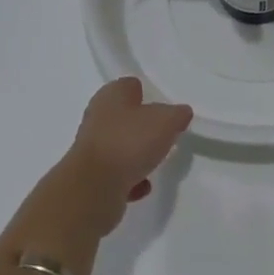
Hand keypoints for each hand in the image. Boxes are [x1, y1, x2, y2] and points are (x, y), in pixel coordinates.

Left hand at [56, 78, 192, 237]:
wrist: (94, 189)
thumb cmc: (129, 142)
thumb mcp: (165, 121)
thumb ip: (177, 114)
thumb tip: (181, 112)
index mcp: (111, 95)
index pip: (129, 85)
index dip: (146, 93)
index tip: (162, 107)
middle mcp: (97, 117)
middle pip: (124, 117)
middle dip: (142, 126)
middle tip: (162, 135)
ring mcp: (92, 148)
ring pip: (120, 146)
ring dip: (136, 155)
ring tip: (154, 163)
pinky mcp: (91, 177)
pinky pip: (116, 174)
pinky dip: (129, 180)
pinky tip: (142, 187)